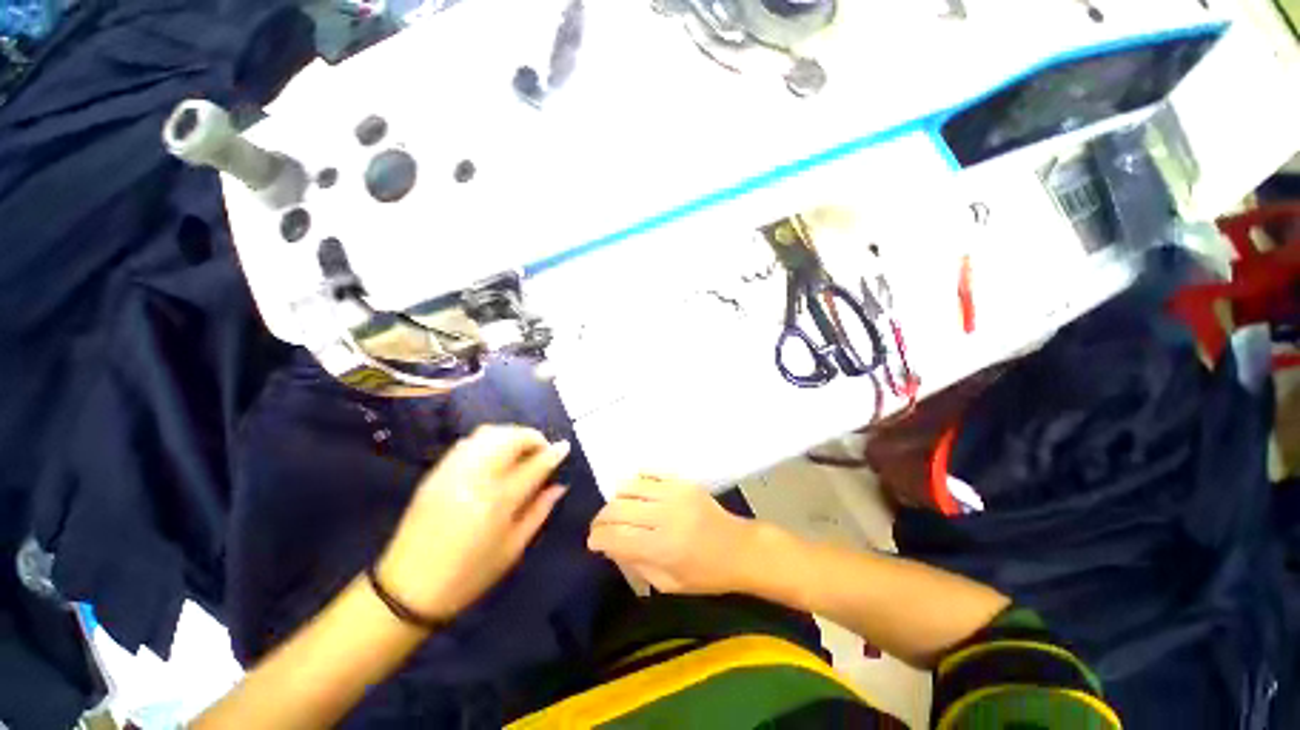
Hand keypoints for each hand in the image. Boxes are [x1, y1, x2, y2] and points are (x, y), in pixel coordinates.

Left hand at [377, 425, 570, 620]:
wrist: (406, 590)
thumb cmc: (469, 575)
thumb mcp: (513, 549)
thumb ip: (539, 511)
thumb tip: (559, 486)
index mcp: (499, 502)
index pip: (534, 465)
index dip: (553, 452)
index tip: (564, 447)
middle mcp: (476, 478)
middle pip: (510, 438)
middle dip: (532, 436)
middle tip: (541, 449)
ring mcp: (452, 472)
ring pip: (488, 433)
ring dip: (511, 434)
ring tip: (520, 448)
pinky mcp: (436, 473)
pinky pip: (467, 442)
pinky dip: (488, 440)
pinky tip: (494, 454)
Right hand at [587, 475, 759, 594]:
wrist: (739, 548)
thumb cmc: (705, 574)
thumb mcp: (668, 584)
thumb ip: (636, 564)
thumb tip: (611, 545)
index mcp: (662, 547)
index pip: (616, 537)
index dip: (598, 538)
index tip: (593, 542)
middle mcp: (665, 516)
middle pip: (617, 509)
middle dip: (602, 519)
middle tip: (601, 527)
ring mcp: (674, 493)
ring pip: (629, 487)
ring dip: (617, 499)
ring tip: (620, 510)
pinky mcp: (682, 481)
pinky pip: (650, 472)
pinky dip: (637, 482)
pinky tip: (638, 494)